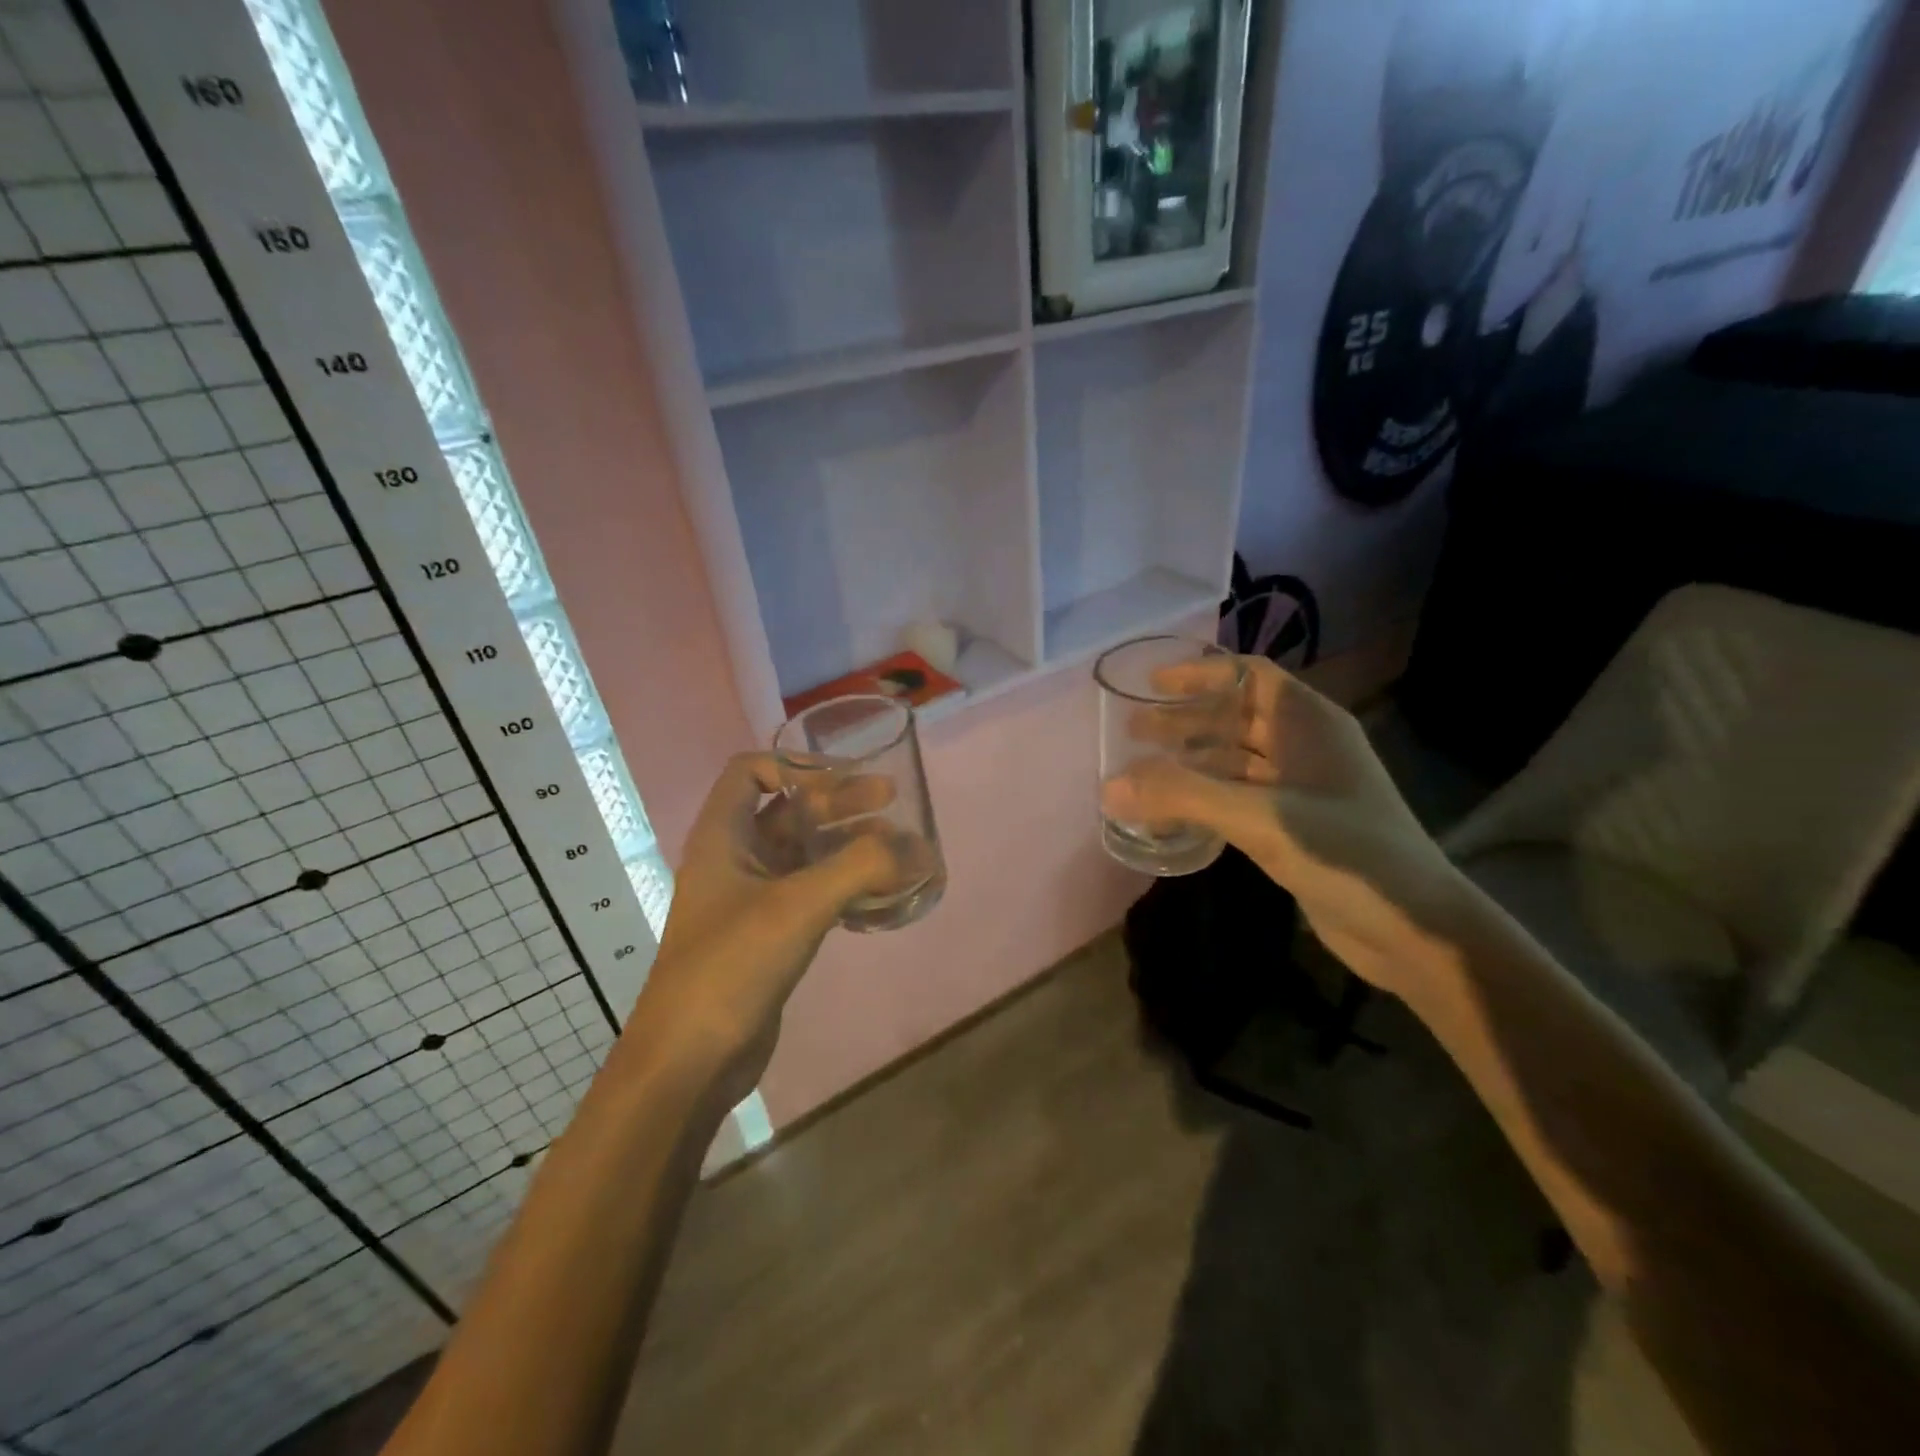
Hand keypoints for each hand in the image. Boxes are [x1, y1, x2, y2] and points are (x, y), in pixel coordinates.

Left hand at [625, 754, 899, 1108]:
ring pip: (805, 854)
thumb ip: (860, 869)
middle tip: (891, 801)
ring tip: (899, 847)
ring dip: (848, 845)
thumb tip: (920, 850)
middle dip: (839, 802)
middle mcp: (734, 860)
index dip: (795, 764)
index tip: (845, 775)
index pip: (750, 771)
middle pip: (788, 811)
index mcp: (721, 838)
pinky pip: (813, 893)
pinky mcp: (769, 936)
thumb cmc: (731, 966)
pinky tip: (883, 894)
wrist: (689, 1061)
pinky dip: (846, 885)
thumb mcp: (797, 906)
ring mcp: (751, 900)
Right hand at [1100, 656, 1457, 996]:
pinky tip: (1175, 813)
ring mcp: (1304, 788)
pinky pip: (1241, 797)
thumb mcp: (1261, 818)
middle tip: (1133, 732)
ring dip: (1192, 761)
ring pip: (1236, 760)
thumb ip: (1184, 797)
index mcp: (1309, 723)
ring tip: (1143, 771)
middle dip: (1186, 721)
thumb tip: (1110, 786)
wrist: (1414, 928)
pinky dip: (1207, 798)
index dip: (1201, 673)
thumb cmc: (1346, 854)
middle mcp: (1306, 746)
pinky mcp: (1297, 826)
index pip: (1249, 676)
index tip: (1152, 684)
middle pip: (1237, 717)